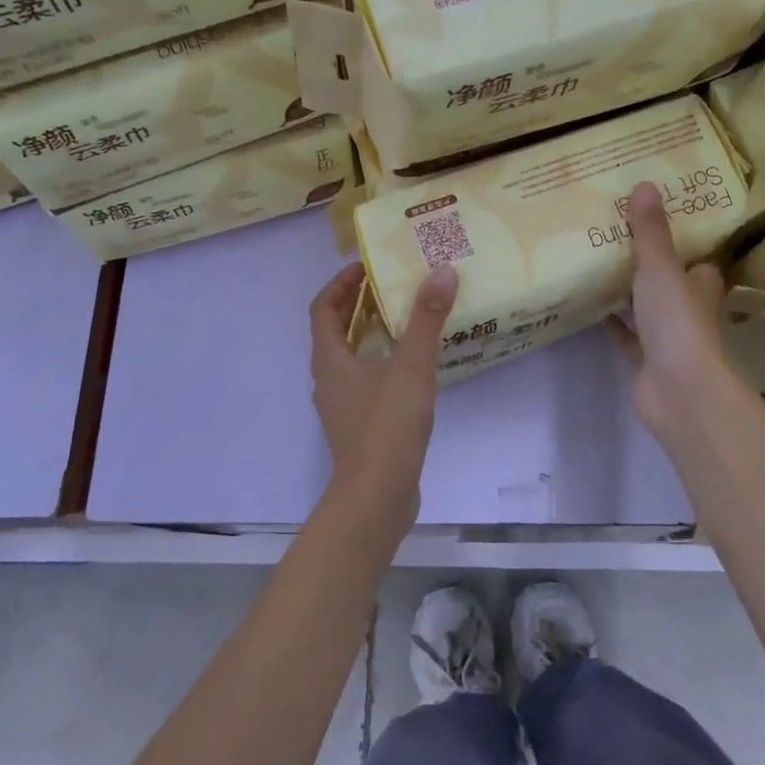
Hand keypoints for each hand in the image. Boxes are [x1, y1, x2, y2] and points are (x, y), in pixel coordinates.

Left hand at [308, 260, 458, 524]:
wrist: (376, 495)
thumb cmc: (387, 425)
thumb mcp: (411, 366)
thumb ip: (426, 319)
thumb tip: (442, 272)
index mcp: (330, 360)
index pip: (322, 309)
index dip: (340, 284)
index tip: (366, 268)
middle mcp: (328, 379)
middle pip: (334, 332)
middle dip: (356, 306)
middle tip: (389, 287)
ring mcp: (340, 406)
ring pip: (348, 358)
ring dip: (368, 335)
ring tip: (402, 320)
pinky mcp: (357, 426)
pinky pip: (362, 381)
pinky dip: (379, 363)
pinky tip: (409, 367)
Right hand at [611, 182, 736, 443]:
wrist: (679, 390)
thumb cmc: (678, 322)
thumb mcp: (660, 269)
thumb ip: (650, 231)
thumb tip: (646, 183)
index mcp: (700, 285)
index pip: (696, 260)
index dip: (682, 244)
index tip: (655, 223)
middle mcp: (688, 310)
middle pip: (670, 283)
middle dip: (649, 266)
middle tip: (615, 238)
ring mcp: (668, 338)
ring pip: (647, 309)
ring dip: (628, 294)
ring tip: (597, 265)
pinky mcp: (647, 360)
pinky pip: (627, 335)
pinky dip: (613, 323)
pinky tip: (591, 307)